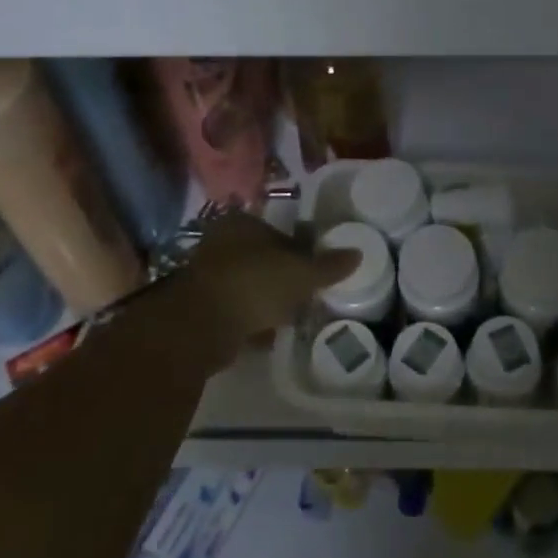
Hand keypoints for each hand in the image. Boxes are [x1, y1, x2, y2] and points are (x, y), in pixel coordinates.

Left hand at [175, 212, 360, 368]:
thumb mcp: (301, 273)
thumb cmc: (254, 284)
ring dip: (264, 298)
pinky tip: (266, 334)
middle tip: (303, 294)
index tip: (313, 270)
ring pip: (247, 283)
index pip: (278, 231)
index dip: (299, 250)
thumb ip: (328, 265)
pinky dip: (249, 319)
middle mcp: (219, 242)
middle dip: (281, 275)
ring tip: (287, 316)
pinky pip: (234, 309)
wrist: (201, 326)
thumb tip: (358, 254)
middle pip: (261, 257)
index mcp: (242, 223)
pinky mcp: (199, 307)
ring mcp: (206, 275)